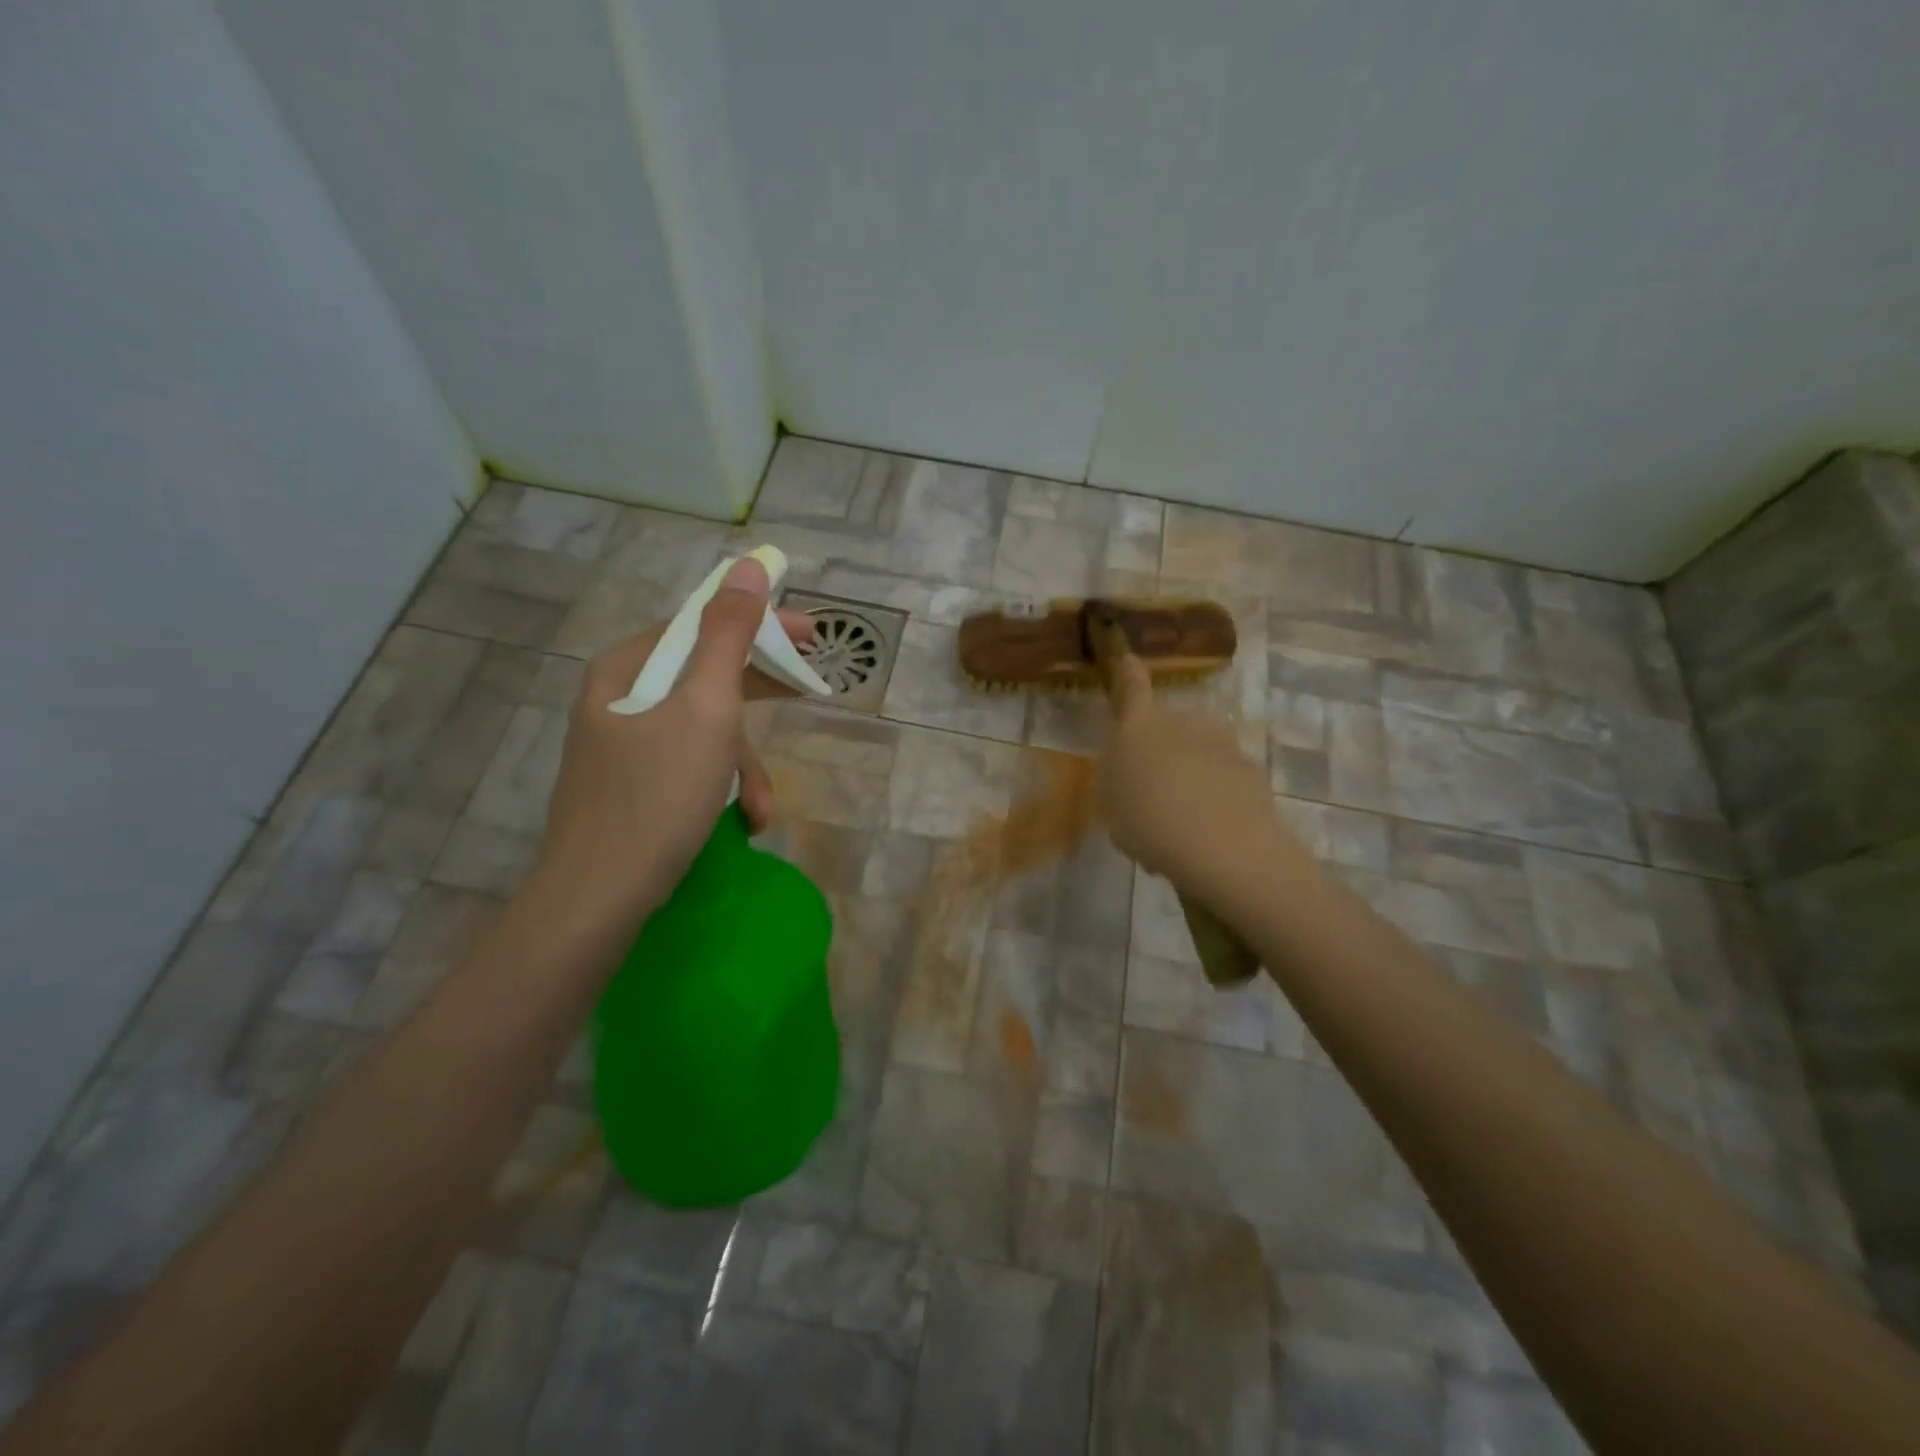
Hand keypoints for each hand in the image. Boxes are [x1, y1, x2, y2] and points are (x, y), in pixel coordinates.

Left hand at [529, 556, 812, 928]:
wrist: (597, 899)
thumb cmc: (657, 796)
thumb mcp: (706, 709)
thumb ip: (729, 635)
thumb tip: (748, 566)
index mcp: (626, 668)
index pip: (702, 624)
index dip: (761, 625)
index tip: (812, 637)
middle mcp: (619, 697)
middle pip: (705, 675)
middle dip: (759, 698)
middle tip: (809, 693)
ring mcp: (622, 744)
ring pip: (702, 729)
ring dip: (743, 764)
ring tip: (761, 808)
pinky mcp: (630, 785)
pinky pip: (688, 765)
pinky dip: (720, 787)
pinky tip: (742, 821)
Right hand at [1099, 654, 1285, 888]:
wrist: (1220, 846)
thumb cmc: (1146, 819)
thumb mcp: (1113, 801)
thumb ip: (1122, 778)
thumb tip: (1135, 771)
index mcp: (1140, 726)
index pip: (1133, 687)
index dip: (1129, 674)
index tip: (1129, 660)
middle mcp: (1185, 723)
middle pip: (1172, 726)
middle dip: (1165, 749)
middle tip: (1154, 790)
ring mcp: (1224, 745)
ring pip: (1202, 754)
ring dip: (1194, 775)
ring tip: (1183, 820)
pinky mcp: (1254, 773)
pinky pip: (1227, 780)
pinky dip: (1220, 799)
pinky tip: (1212, 834)